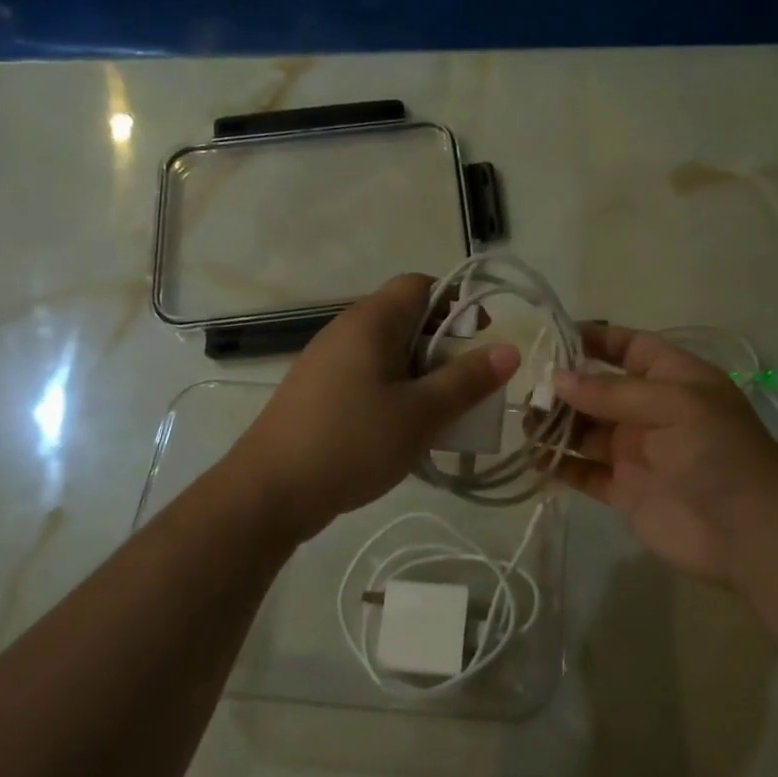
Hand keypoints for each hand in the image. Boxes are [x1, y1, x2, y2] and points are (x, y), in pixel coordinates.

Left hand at [228, 274, 519, 538]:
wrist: (268, 492)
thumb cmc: (351, 443)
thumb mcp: (421, 414)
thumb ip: (467, 380)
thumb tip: (509, 349)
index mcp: (372, 321)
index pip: (421, 284)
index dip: (455, 303)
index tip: (477, 342)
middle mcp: (347, 329)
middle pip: (407, 318)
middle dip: (443, 347)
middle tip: (464, 388)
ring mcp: (327, 360)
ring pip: (388, 351)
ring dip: (420, 375)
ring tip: (439, 415)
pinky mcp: (318, 390)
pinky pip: (368, 375)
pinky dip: (393, 391)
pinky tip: (401, 431)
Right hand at [549, 327, 777, 583]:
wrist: (750, 534)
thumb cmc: (718, 452)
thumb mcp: (673, 405)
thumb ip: (612, 392)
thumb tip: (557, 379)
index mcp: (674, 379)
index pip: (629, 347)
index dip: (594, 340)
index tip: (552, 337)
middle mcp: (652, 410)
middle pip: (599, 390)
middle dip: (564, 386)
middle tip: (525, 389)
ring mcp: (637, 451)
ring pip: (586, 430)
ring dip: (556, 424)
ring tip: (523, 423)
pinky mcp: (626, 490)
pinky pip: (584, 471)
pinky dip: (559, 465)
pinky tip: (533, 459)